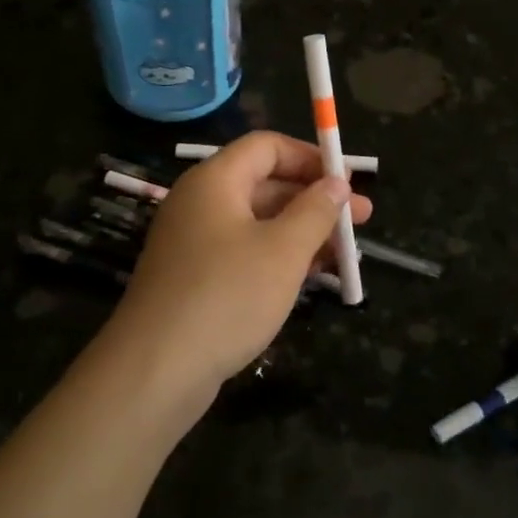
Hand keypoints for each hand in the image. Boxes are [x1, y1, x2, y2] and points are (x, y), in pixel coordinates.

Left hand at [99, 132, 372, 416]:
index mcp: (215, 181)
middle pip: (265, 184)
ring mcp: (194, 243)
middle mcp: (200, 204)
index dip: (310, 157)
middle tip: (361, 220)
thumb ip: (315, 211)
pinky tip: (312, 277)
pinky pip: (244, 253)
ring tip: (346, 253)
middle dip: (315, 199)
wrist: (156, 370)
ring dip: (302, 232)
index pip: (267, 147)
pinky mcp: (195, 279)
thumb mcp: (283, 250)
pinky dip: (279, 258)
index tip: (348, 180)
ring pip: (258, 223)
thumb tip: (337, 183)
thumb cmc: (227, 296)